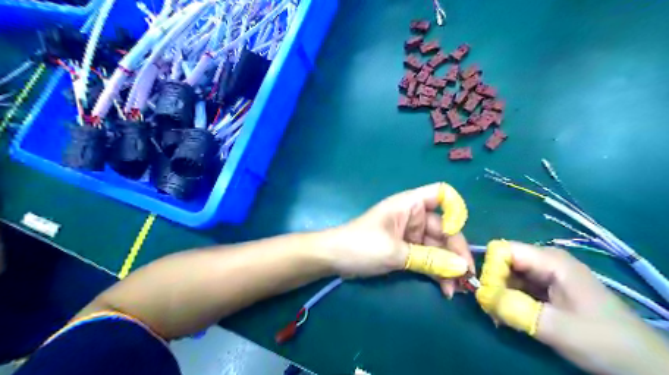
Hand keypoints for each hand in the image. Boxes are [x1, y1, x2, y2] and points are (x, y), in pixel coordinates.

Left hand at [325, 183, 471, 296]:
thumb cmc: (361, 246)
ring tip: (456, 290)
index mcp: (409, 205)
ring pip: (438, 247)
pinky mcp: (407, 250)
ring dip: (448, 266)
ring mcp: (411, 234)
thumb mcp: (395, 253)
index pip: (441, 194)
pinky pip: (428, 258)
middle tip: (466, 278)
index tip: (456, 233)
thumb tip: (462, 268)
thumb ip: (429, 259)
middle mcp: (413, 217)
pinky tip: (445, 288)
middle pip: (445, 227)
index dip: (454, 209)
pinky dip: (437, 271)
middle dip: (456, 252)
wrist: (333, 259)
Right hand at [472, 240, 668, 374]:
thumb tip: (479, 295)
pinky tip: (509, 317)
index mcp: (550, 260)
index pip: (503, 250)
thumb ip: (514, 309)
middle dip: (493, 284)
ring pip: (509, 276)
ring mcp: (547, 274)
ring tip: (499, 318)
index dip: (490, 269)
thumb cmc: (602, 340)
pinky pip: (518, 287)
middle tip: (492, 311)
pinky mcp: (548, 288)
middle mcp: (545, 261)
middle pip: (504, 262)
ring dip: (500, 295)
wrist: (640, 363)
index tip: (488, 294)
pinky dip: (509, 300)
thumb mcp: (556, 327)